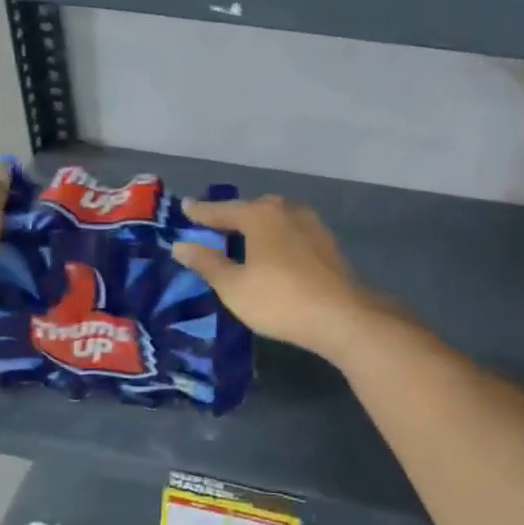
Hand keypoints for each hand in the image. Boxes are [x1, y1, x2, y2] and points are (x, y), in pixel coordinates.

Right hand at [171, 195, 388, 359]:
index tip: (185, 208)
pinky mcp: (327, 243)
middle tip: (213, 229)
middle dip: (232, 218)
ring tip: (242, 243)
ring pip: (275, 220)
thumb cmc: (279, 299)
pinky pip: (291, 234)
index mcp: (260, 214)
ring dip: (257, 229)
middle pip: (251, 210)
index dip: (201, 213)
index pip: (222, 210)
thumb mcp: (234, 286)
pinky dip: (276, 239)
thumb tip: (181, 245)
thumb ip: (207, 263)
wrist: (342, 317)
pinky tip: (272, 256)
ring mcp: (311, 225)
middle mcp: (286, 210)